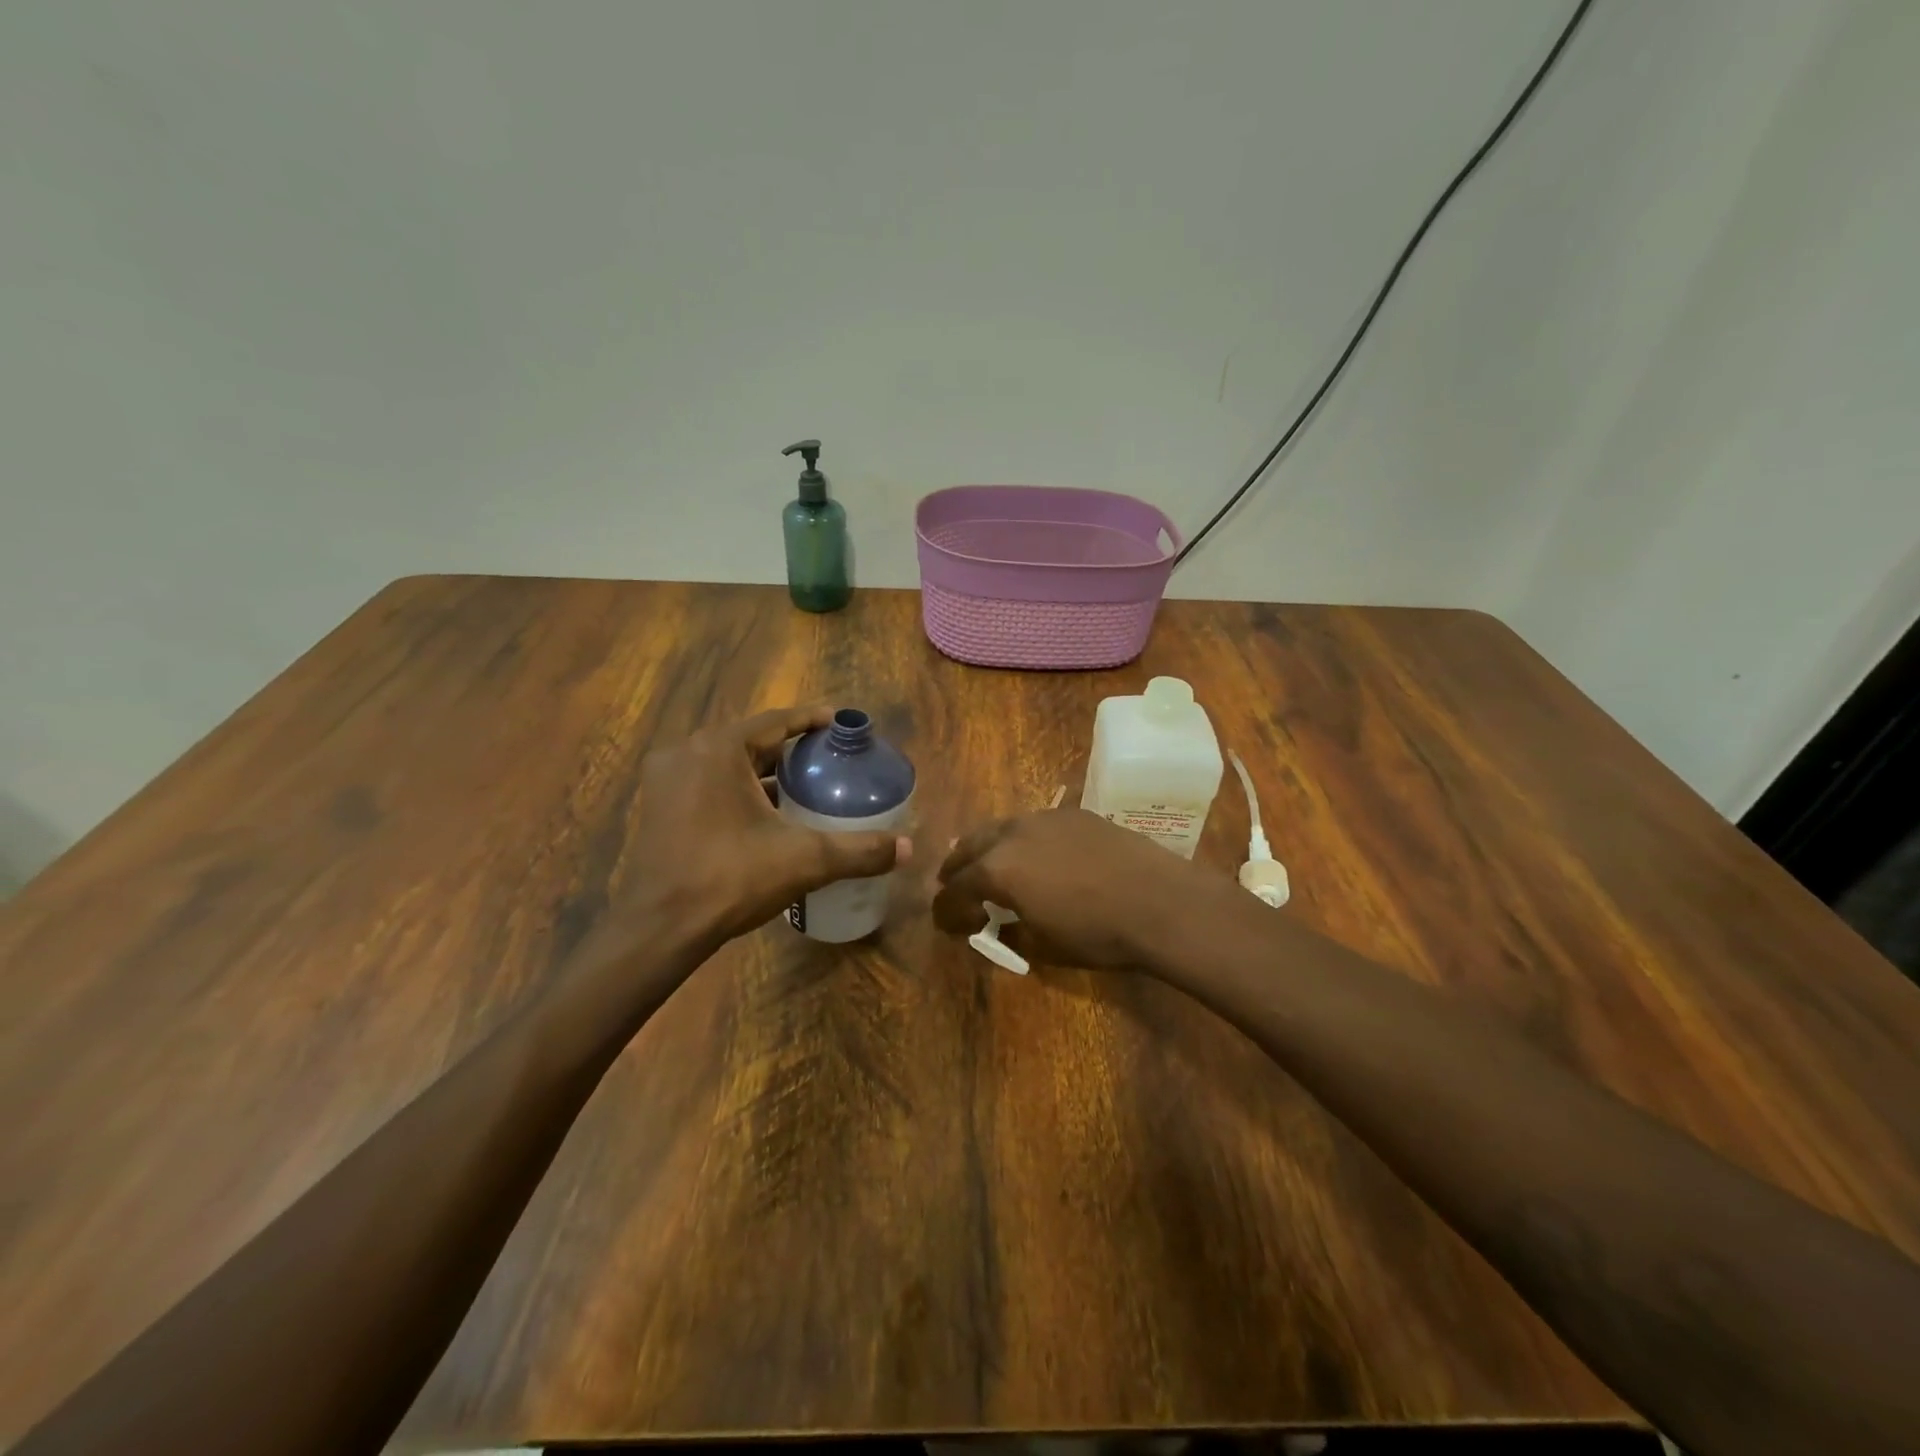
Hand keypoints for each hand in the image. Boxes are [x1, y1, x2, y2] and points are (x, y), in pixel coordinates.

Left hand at [621, 706, 908, 951]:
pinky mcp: (660, 807)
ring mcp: (668, 780)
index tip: (841, 724)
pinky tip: (767, 812)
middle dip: (791, 748)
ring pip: (728, 763)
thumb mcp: (804, 859)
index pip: (777, 722)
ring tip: (804, 783)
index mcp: (720, 749)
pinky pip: (709, 783)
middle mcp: (689, 753)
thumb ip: (859, 850)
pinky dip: (740, 789)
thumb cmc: (730, 878)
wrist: (659, 928)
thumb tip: (909, 849)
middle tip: (829, 758)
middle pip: (752, 740)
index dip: (812, 720)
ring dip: (764, 770)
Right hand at [933, 808, 1240, 969]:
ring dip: (988, 848)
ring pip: (1001, 828)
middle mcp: (1012, 834)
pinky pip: (1035, 824)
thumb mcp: (1044, 947)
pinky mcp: (1075, 813)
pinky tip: (1037, 855)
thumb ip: (1011, 934)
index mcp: (997, 870)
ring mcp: (1045, 817)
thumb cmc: (1097, 933)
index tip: (944, 923)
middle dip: (956, 868)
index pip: (955, 890)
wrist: (1160, 902)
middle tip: (952, 885)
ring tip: (989, 864)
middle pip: (969, 846)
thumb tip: (999, 926)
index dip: (945, 910)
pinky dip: (1023, 840)